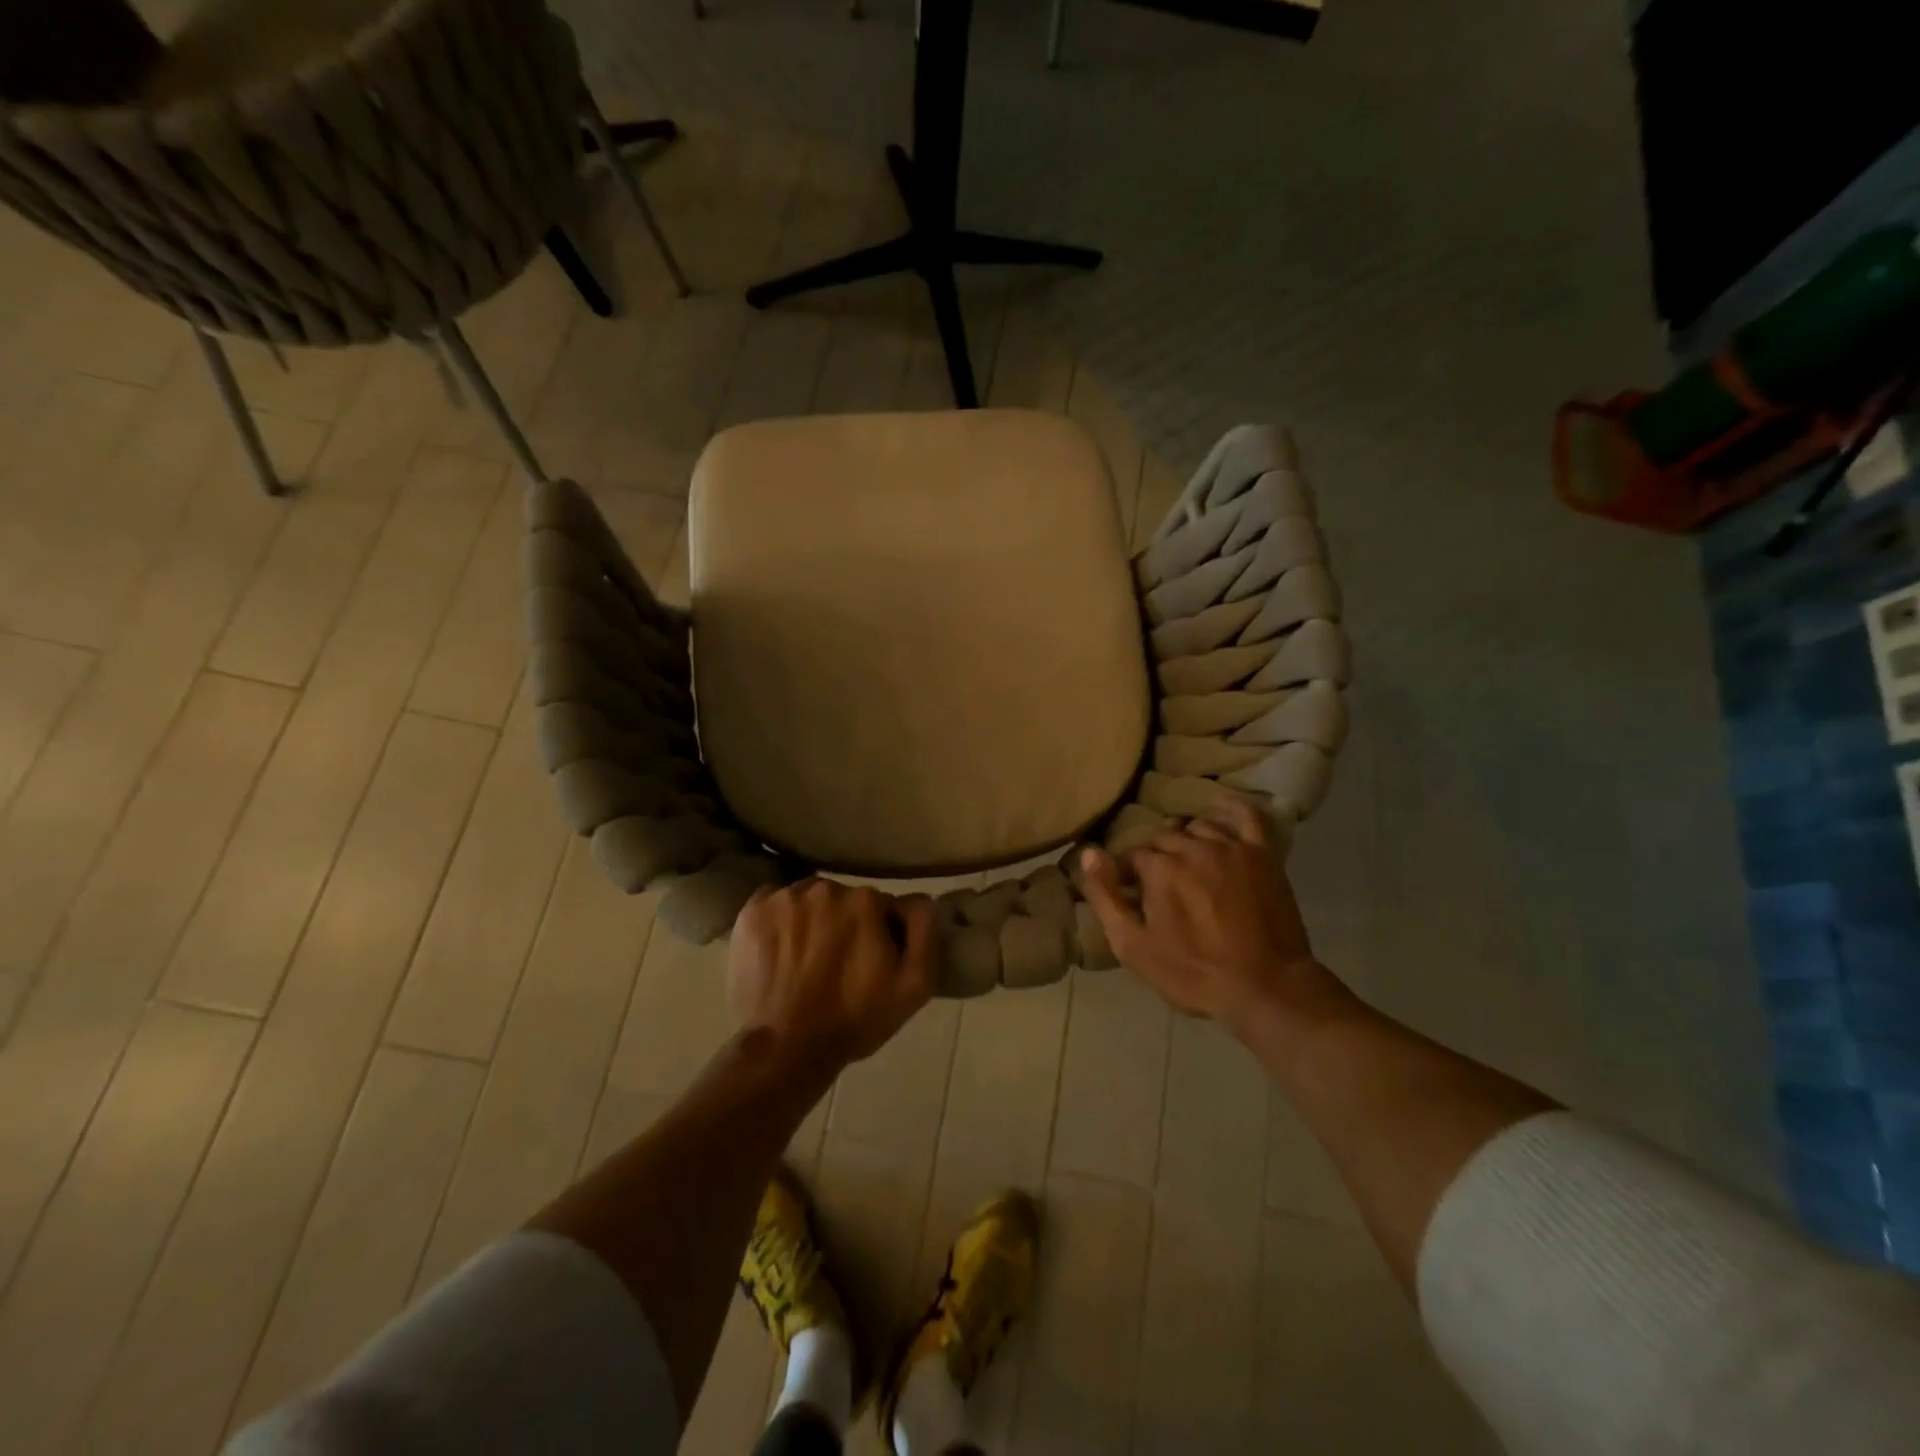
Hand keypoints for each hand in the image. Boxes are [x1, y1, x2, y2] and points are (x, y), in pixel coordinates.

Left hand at [729, 878, 935, 1077]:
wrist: (787, 1048)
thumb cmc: (855, 1019)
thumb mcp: (914, 985)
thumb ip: (924, 932)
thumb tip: (919, 900)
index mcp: (864, 901)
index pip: (879, 906)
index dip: (878, 933)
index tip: (870, 962)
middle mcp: (824, 888)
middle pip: (842, 899)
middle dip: (843, 924)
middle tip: (837, 965)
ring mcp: (782, 898)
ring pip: (807, 899)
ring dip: (811, 920)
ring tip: (805, 960)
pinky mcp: (751, 912)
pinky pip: (773, 903)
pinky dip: (778, 920)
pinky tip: (780, 950)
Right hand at [1080, 795, 1338, 1036]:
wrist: (1265, 989)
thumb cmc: (1192, 973)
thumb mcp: (1132, 946)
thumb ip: (1106, 896)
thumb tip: (1089, 852)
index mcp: (1159, 869)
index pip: (1133, 856)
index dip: (1129, 874)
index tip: (1132, 893)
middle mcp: (1192, 848)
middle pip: (1163, 838)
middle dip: (1156, 856)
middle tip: (1160, 884)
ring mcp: (1230, 848)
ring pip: (1198, 827)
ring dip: (1186, 840)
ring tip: (1188, 861)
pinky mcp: (1262, 855)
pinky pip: (1247, 816)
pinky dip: (1232, 806)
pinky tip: (1221, 802)